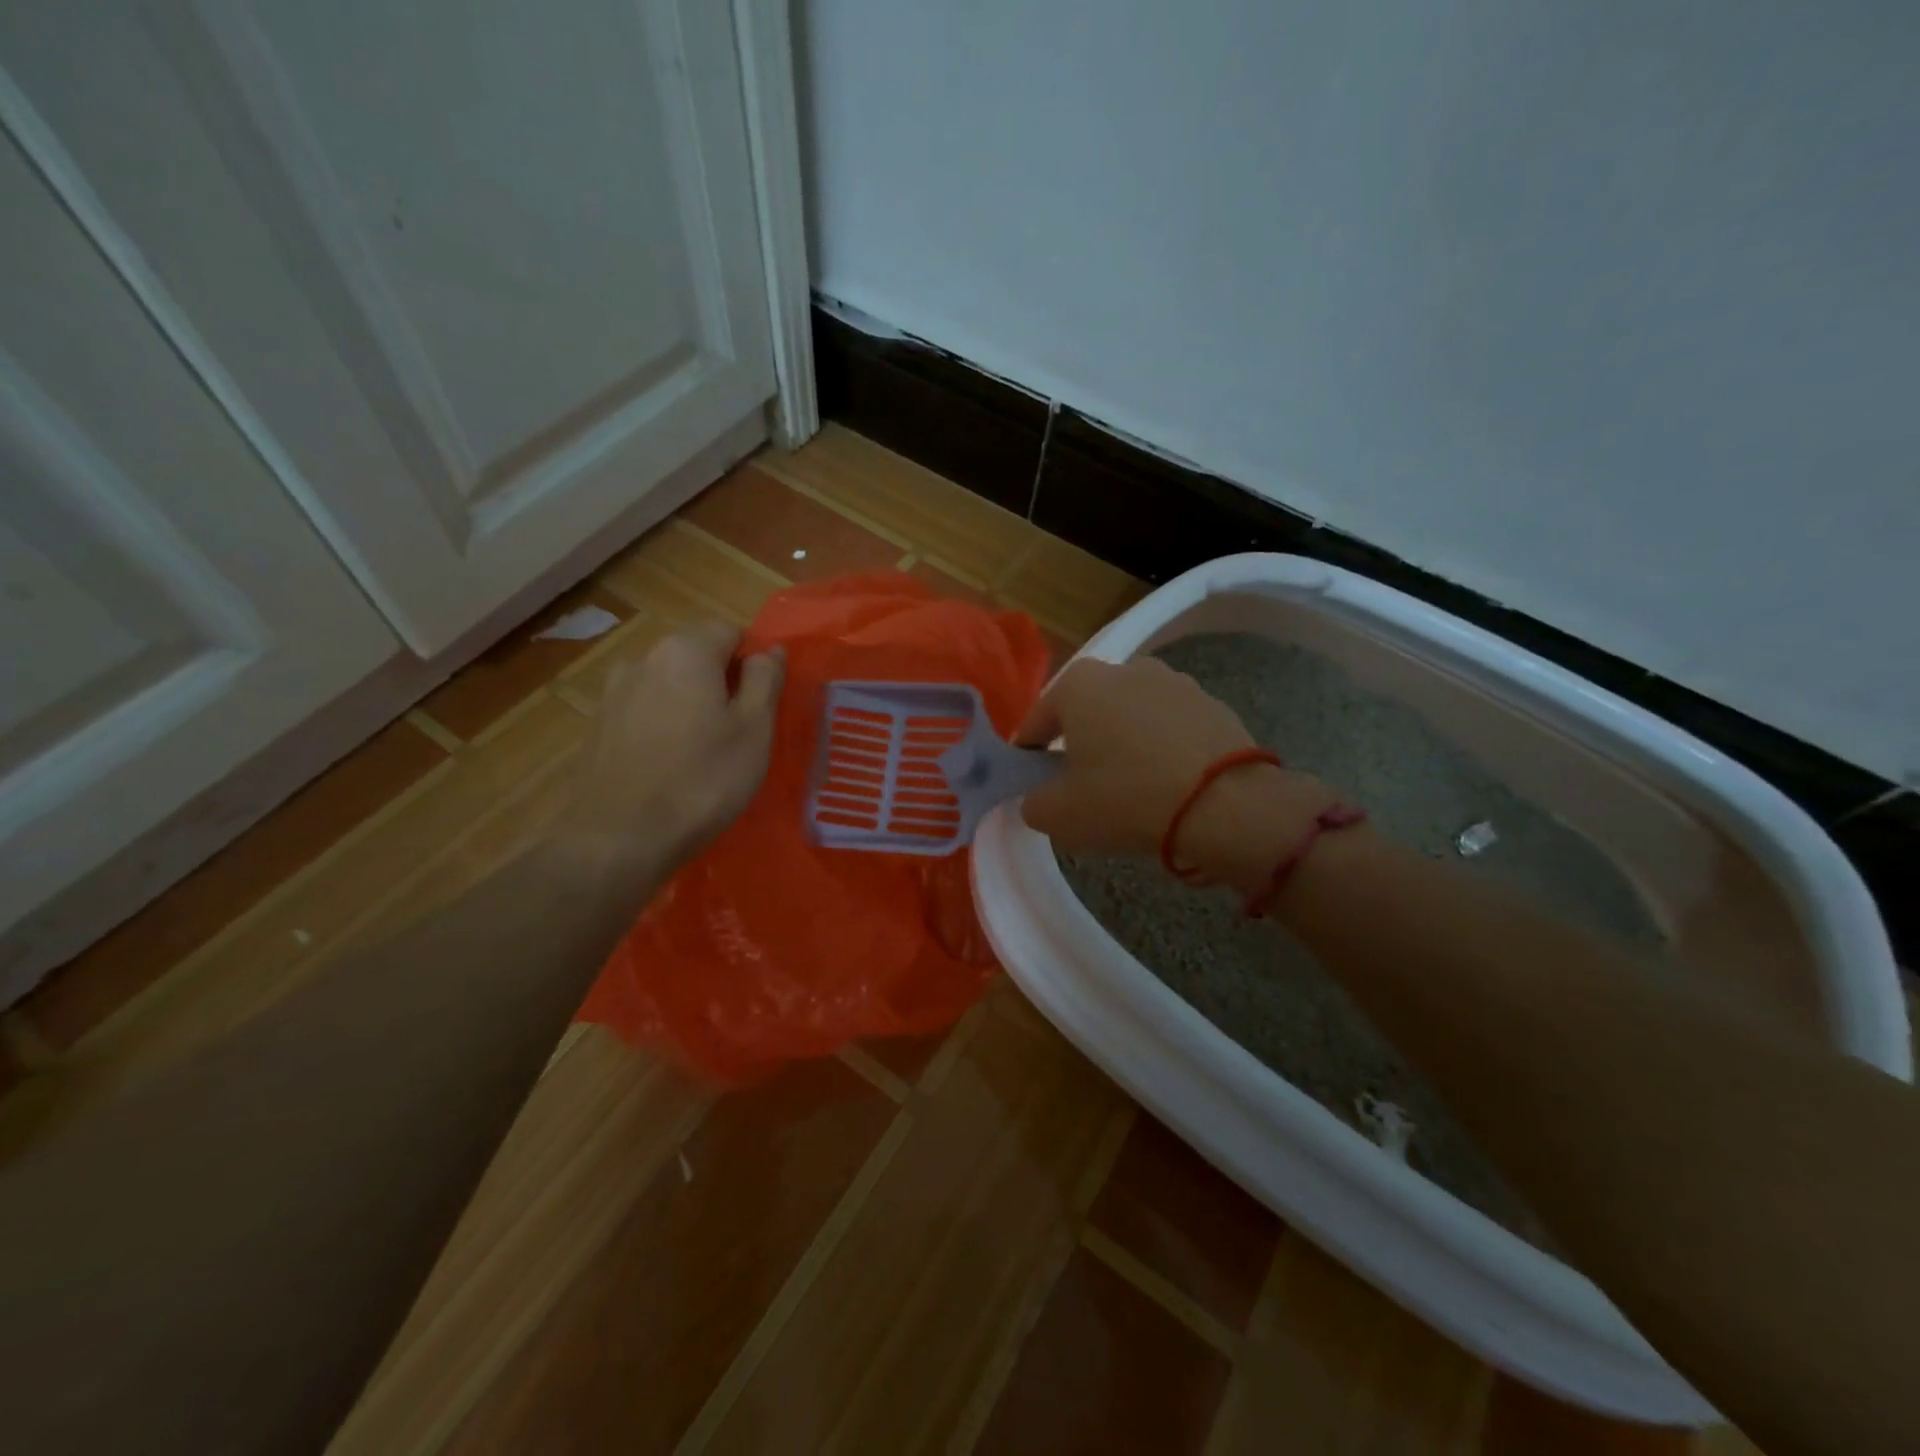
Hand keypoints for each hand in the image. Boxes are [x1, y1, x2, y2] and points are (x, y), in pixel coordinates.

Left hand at [567, 622, 783, 865]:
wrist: (620, 838)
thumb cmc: (703, 779)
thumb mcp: (754, 729)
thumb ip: (765, 680)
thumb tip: (771, 650)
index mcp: (686, 651)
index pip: (730, 631)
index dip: (753, 661)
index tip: (761, 703)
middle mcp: (643, 658)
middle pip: (695, 655)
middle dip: (720, 682)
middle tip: (738, 731)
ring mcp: (613, 692)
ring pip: (667, 684)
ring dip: (689, 704)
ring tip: (703, 751)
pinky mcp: (597, 726)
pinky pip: (643, 711)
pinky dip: (662, 726)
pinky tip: (669, 765)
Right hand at [1016, 656, 1336, 889]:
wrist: (1225, 806)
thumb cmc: (1125, 799)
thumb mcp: (1057, 814)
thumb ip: (1032, 801)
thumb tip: (1041, 796)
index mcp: (1078, 684)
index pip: (1038, 721)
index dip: (1031, 755)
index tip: (1035, 784)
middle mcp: (1125, 668)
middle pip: (1087, 712)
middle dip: (1081, 744)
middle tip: (1083, 787)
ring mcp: (1174, 681)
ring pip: (1131, 717)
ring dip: (1124, 743)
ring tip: (1131, 787)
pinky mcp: (1212, 704)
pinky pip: (1171, 728)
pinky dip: (1163, 748)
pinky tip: (1169, 783)